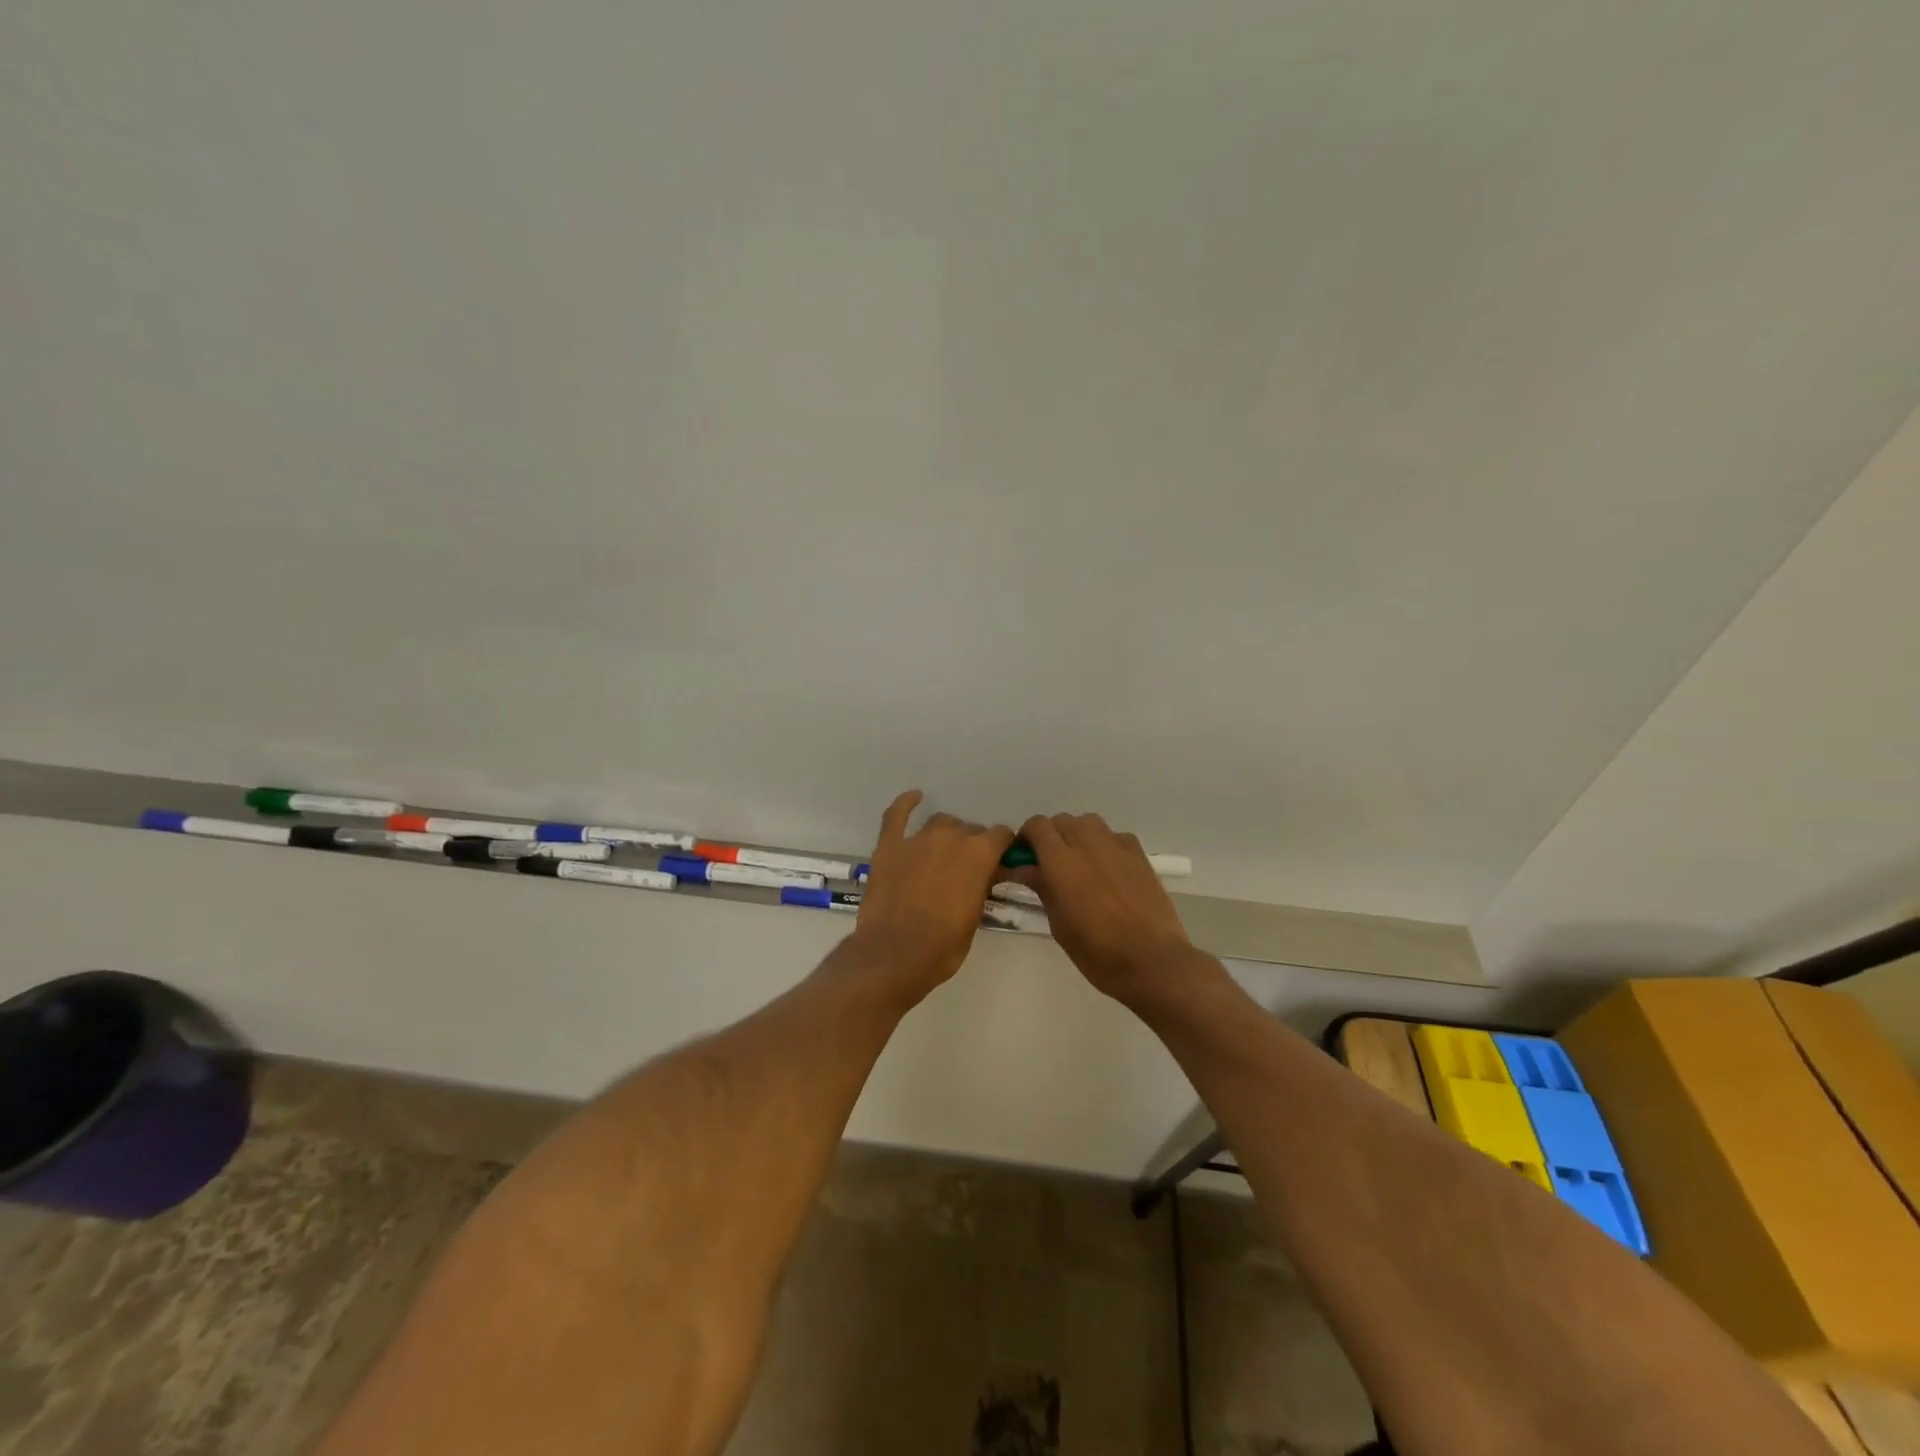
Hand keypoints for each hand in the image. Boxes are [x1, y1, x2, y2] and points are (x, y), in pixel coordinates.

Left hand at [851, 791, 1013, 999]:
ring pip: (940, 822)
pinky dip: (905, 803)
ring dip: (946, 834)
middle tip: (968, 868)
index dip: (1002, 848)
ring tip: (943, 852)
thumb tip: (985, 875)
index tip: (1000, 860)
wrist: (895, 955)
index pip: (1001, 836)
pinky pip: (896, 815)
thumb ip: (982, 887)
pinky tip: (914, 797)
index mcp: (979, 854)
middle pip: (969, 830)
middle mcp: (951, 837)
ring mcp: (917, 839)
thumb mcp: (975, 917)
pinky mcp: (889, 846)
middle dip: (973, 845)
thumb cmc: (943, 946)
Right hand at [1003, 813, 1198, 1003]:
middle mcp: (1087, 844)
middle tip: (1049, 864)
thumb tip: (1023, 869)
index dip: (1026, 837)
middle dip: (1050, 836)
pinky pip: (1113, 835)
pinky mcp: (1139, 854)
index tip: (1024, 858)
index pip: (1037, 826)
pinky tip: (1107, 868)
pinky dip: (1103, 843)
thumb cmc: (1097, 952)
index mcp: (1061, 862)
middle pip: (1061, 820)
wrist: (1152, 960)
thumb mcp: (1059, 924)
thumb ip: (1042, 888)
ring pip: (1088, 822)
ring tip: (1079, 862)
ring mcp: (1116, 846)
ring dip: (1077, 834)